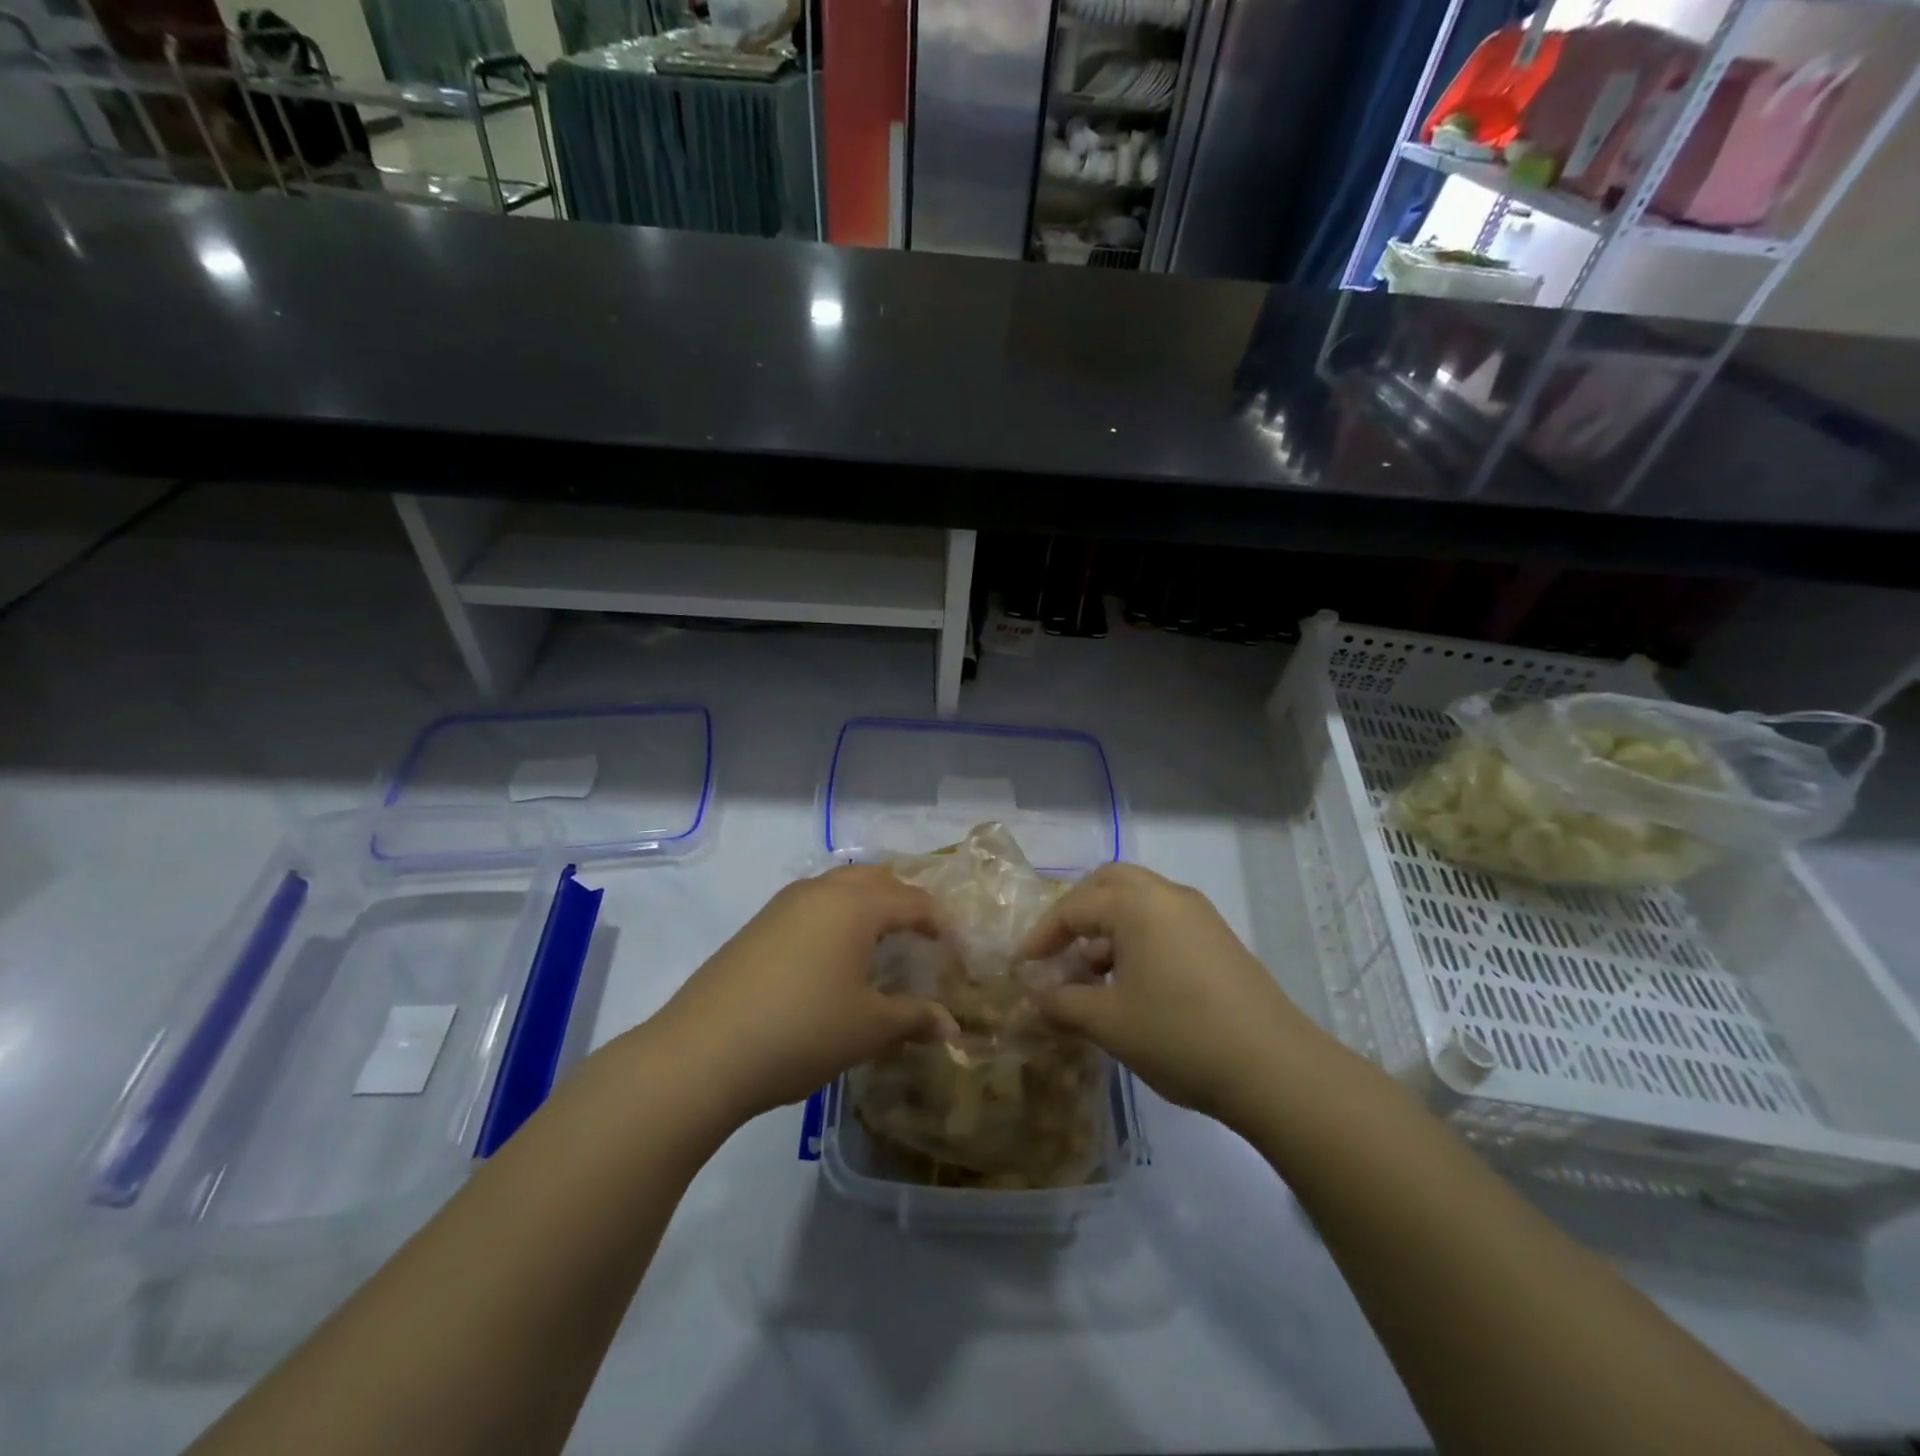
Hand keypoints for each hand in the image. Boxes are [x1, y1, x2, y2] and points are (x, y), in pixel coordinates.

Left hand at [647, 865, 959, 1123]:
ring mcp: (784, 904)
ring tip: (878, 943)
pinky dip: (835, 917)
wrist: (703, 1052)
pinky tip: (830, 957)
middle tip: (920, 936)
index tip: (954, 952)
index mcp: (857, 905)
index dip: (940, 924)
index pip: (914, 900)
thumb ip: (915, 1019)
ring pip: (839, 885)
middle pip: (876, 878)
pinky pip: (812, 904)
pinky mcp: (758, 924)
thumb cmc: (802, 1031)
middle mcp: (822, 890)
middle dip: (904, 900)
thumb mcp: (868, 1029)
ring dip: (866, 904)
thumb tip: (953, 1028)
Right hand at [1020, 864, 1319, 1125]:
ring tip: (1090, 972)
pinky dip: (1137, 936)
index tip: (1022, 965)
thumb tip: (1032, 999)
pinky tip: (1130, 982)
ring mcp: (1199, 915)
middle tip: (1057, 945)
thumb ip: (1063, 1003)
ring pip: (1140, 901)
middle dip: (1077, 910)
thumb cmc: (1179, 1035)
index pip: (1074, 907)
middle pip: (1110, 883)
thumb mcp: (1109, 1022)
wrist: (1274, 1068)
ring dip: (1108, 925)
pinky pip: (1164, 921)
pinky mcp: (1218, 939)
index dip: (1042, 936)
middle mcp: (1168, 896)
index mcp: (1137, 904)